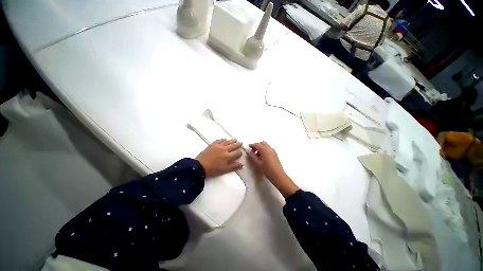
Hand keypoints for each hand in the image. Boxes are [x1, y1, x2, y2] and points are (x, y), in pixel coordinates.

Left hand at [196, 139, 243, 177]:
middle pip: (233, 146)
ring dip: (232, 140)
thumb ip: (233, 166)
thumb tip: (242, 164)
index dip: (240, 152)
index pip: (237, 153)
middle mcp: (225, 149)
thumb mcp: (224, 170)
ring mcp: (218, 146)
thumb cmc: (213, 170)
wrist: (200, 166)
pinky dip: (223, 139)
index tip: (241, 152)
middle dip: (238, 144)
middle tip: (241, 142)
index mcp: (228, 156)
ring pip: (227, 142)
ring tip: (235, 139)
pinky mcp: (213, 144)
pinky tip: (225, 139)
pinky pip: (219, 140)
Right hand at [248, 142, 298, 197]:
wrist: (278, 175)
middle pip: (262, 143)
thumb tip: (248, 150)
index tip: (248, 147)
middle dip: (256, 145)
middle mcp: (269, 148)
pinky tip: (262, 156)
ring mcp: (273, 151)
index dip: (252, 145)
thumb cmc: (267, 170)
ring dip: (260, 147)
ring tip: (257, 155)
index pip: (257, 144)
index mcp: (264, 150)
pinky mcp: (275, 154)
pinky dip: (264, 149)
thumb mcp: (258, 163)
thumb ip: (252, 156)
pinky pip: (268, 148)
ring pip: (265, 145)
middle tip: (252, 151)